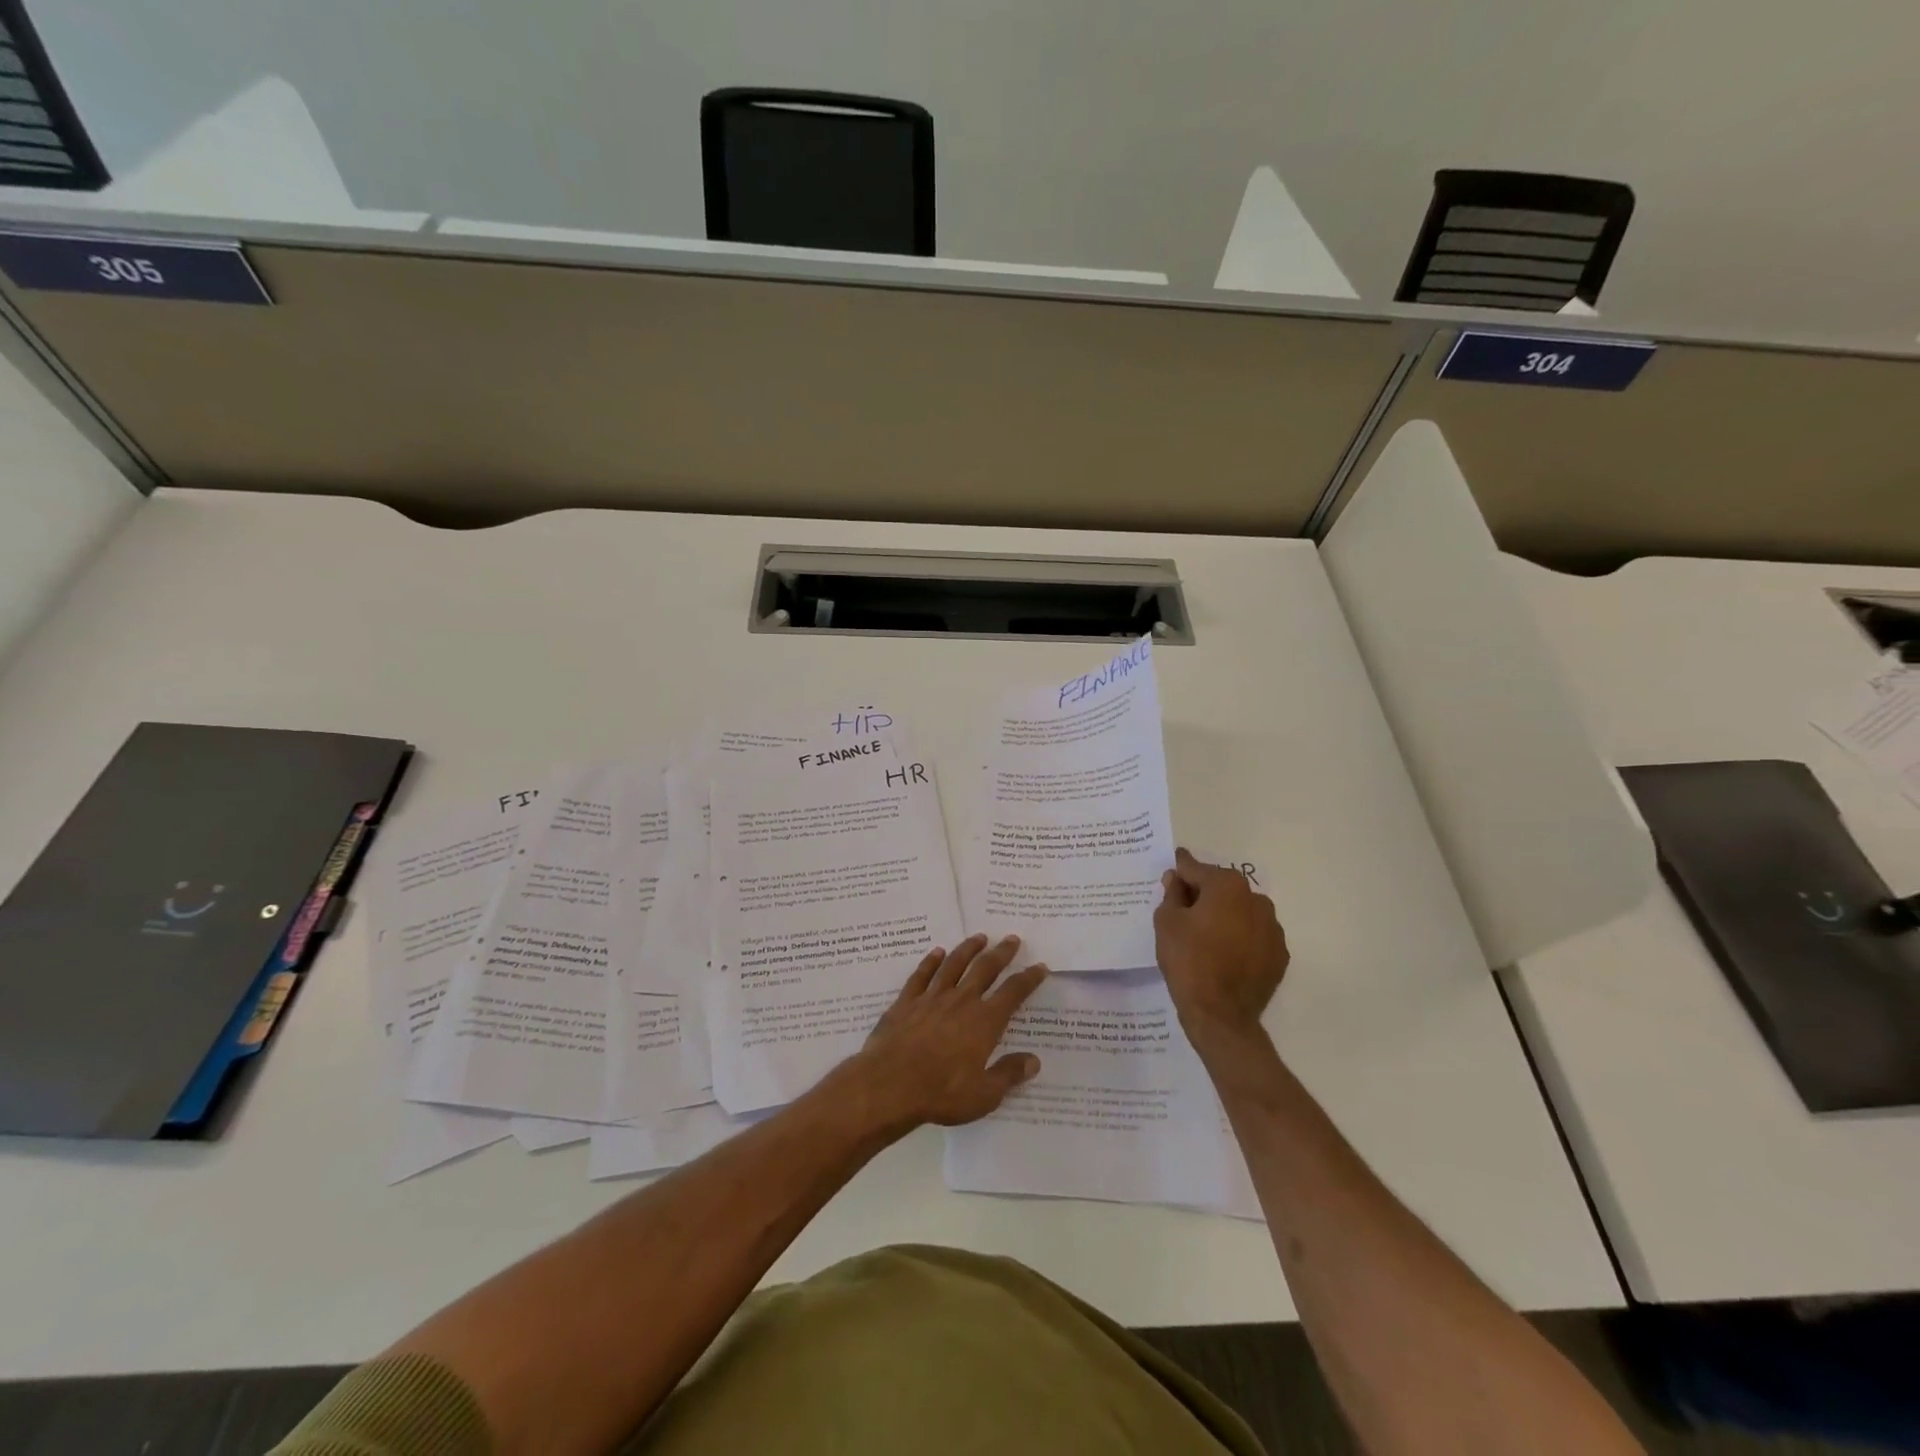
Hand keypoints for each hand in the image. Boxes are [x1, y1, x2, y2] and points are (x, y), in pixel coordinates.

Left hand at [843, 934, 1048, 1134]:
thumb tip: (1034, 1060)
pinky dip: (931, 962)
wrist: (889, 1086)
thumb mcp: (984, 1095)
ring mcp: (932, 998)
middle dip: (1001, 953)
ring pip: (954, 965)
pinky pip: (922, 975)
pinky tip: (937, 953)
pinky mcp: (906, 1001)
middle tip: (1012, 939)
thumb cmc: (941, 1093)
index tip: (1040, 967)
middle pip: (985, 969)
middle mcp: (961, 1001)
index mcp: (984, 1022)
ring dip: (968, 949)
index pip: (1013, 993)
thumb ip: (1009, 1075)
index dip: (1028, 979)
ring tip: (980, 937)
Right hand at [1154, 848, 1289, 1049]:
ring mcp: (1272, 928)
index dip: (1179, 871)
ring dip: (1224, 916)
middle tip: (1181, 911)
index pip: (1196, 869)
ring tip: (1204, 937)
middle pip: (1221, 888)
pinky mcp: (1279, 955)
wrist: (1220, 1015)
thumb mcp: (1167, 922)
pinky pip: (1253, 936)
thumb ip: (1172, 894)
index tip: (1171, 871)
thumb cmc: (1188, 960)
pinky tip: (1223, 954)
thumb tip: (1177, 880)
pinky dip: (1239, 938)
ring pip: (1240, 912)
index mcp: (1227, 886)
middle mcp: (1256, 900)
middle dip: (1202, 894)